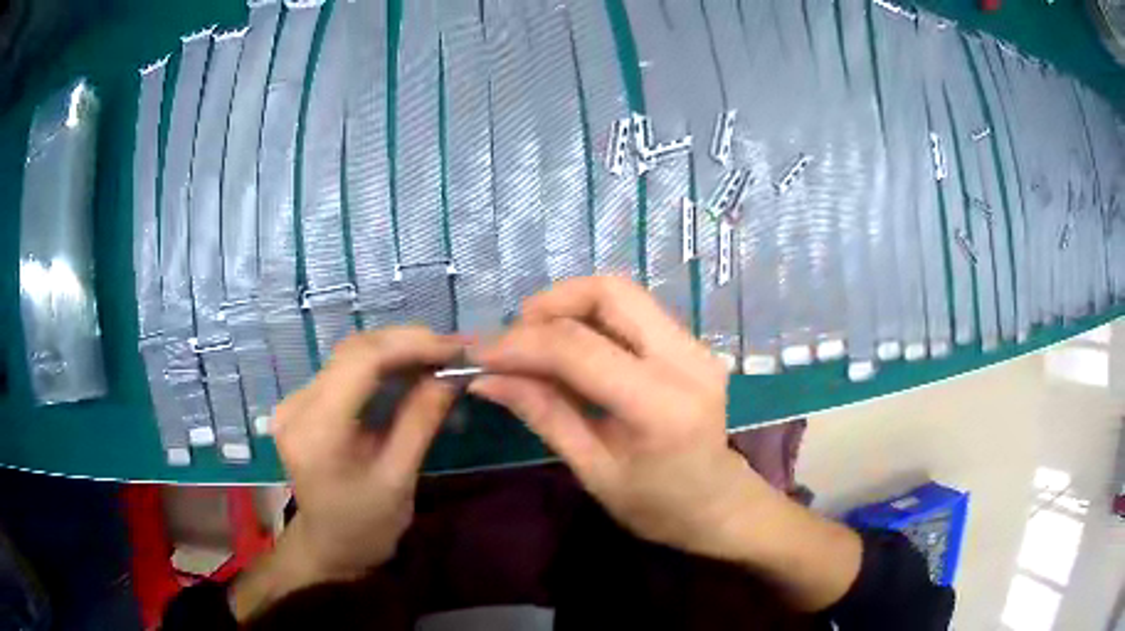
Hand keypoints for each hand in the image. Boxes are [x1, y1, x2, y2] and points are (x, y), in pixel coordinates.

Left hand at [232, 327, 462, 620]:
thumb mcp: (400, 478)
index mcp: (317, 431)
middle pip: (354, 351)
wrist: (330, 545)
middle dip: (407, 343)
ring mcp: (295, 401)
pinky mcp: (303, 402)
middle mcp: (296, 405)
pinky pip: (345, 369)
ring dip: (396, 349)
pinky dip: (381, 364)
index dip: (410, 345)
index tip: (454, 349)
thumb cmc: (367, 525)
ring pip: (350, 355)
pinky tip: (409, 368)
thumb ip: (421, 421)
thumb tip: (452, 374)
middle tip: (453, 350)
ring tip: (438, 355)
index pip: (360, 362)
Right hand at [468, 277, 766, 559]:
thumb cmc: (657, 506)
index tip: (479, 353)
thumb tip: (486, 378)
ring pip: (623, 294)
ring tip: (535, 343)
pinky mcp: (694, 344)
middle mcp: (687, 360)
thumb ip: (544, 414)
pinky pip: (634, 311)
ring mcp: (697, 346)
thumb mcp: (593, 470)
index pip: (579, 348)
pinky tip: (570, 348)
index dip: (520, 343)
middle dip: (550, 304)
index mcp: (661, 406)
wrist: (720, 505)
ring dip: (570, 307)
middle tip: (514, 338)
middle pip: (610, 292)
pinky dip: (593, 318)